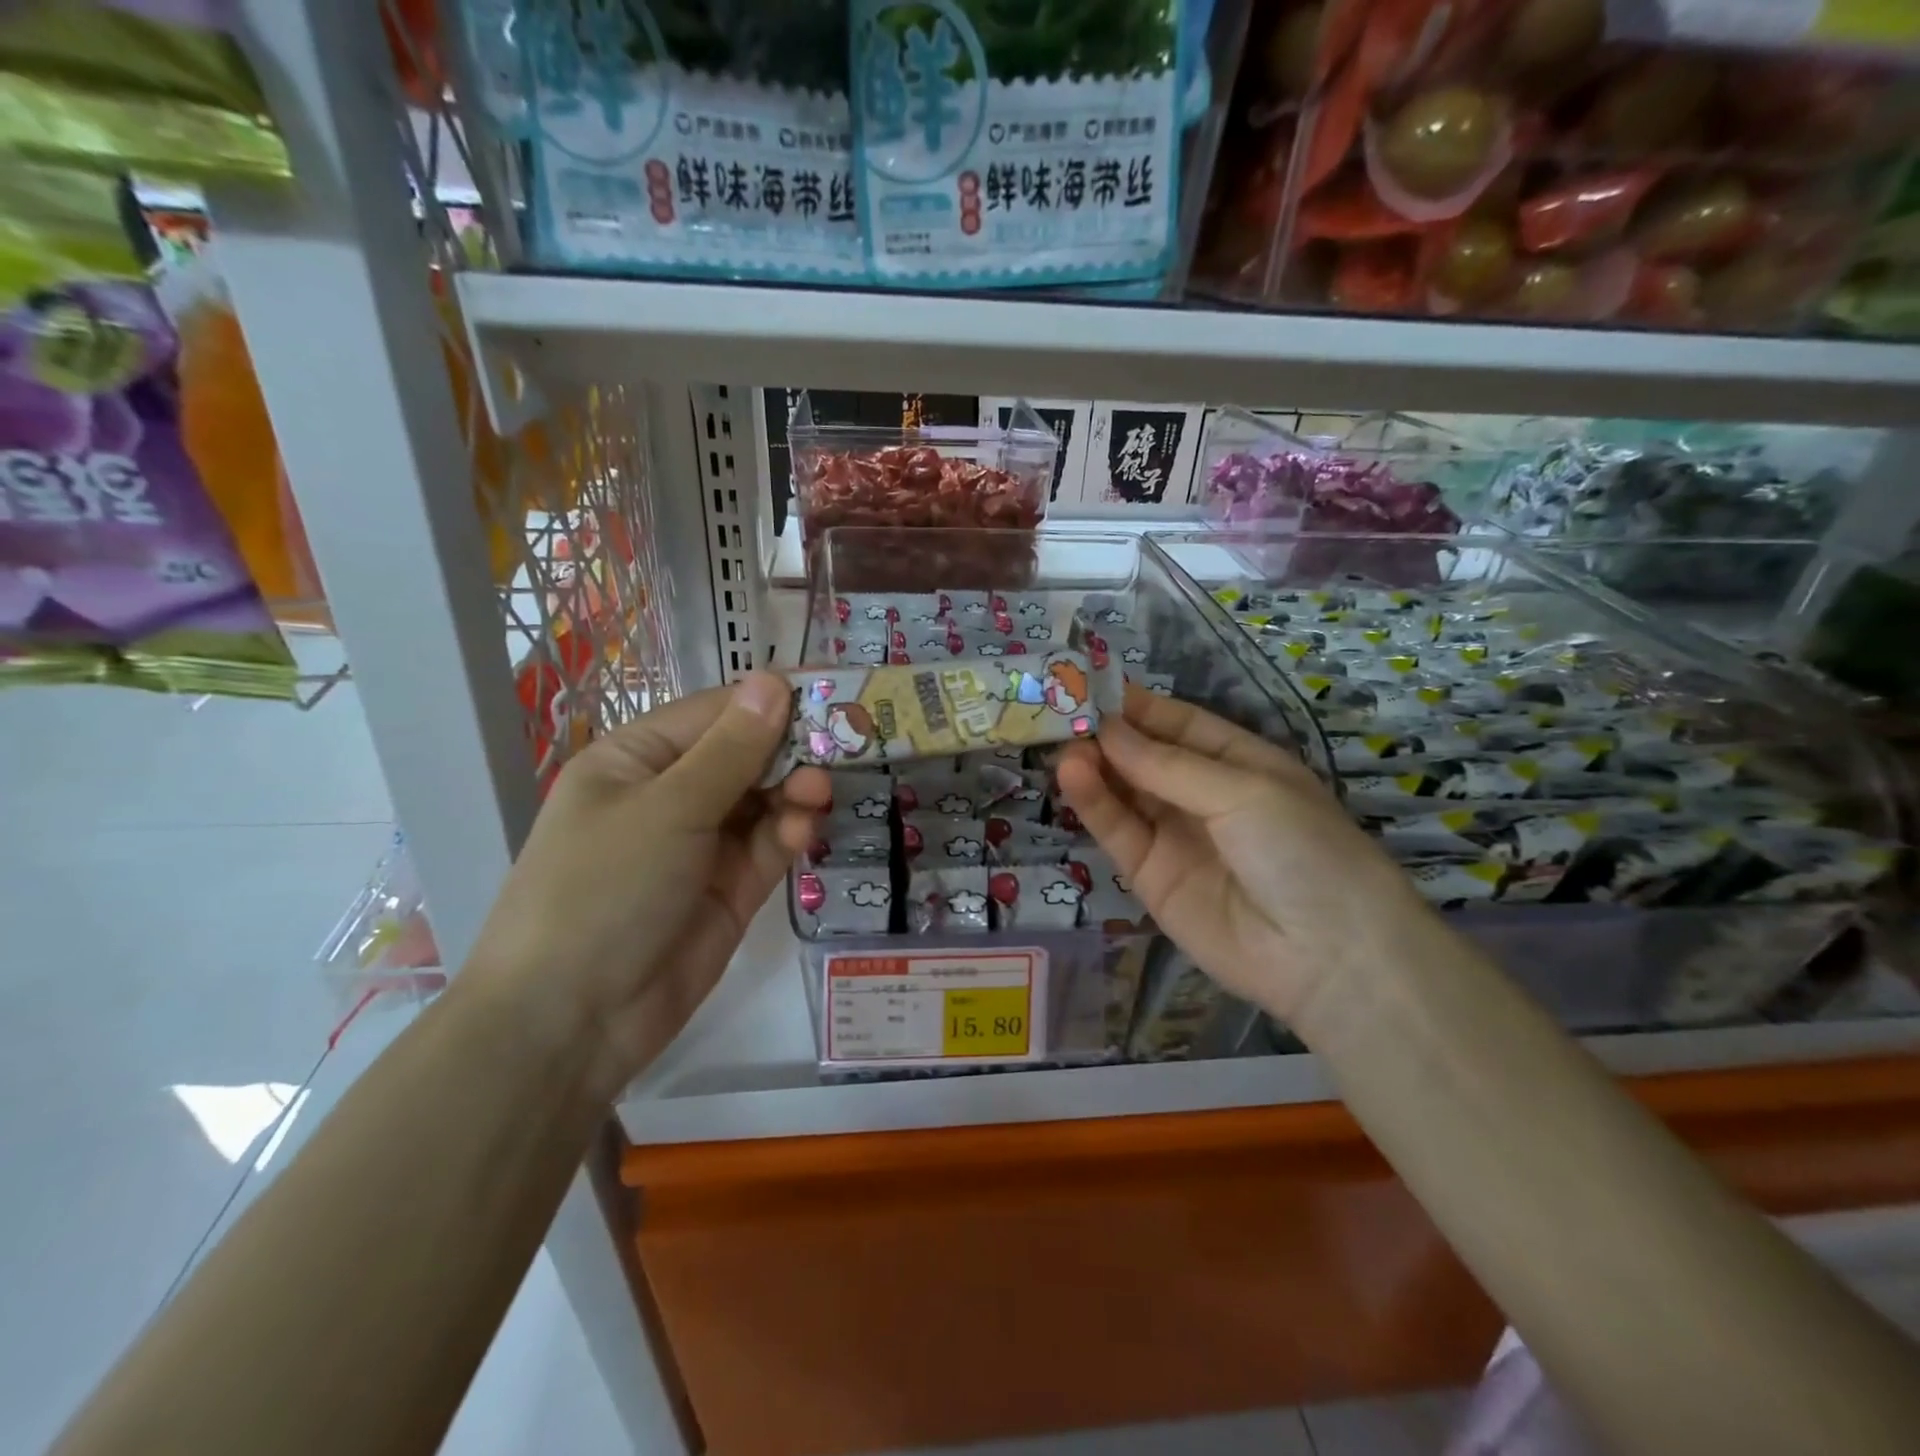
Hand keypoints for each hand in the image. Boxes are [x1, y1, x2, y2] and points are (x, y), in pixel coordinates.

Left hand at [465, 672, 825, 1095]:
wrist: (572, 1022)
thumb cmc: (604, 889)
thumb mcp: (669, 809)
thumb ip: (731, 749)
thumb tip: (772, 680)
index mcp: (637, 760)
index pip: (715, 714)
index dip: (770, 702)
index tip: (830, 694)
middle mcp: (670, 795)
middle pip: (745, 757)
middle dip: (791, 751)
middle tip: (844, 746)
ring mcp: (701, 845)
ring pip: (763, 802)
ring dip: (794, 792)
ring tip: (820, 793)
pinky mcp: (729, 889)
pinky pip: (767, 847)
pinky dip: (788, 834)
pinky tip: (803, 829)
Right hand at [1056, 686, 1436, 1028]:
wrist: (1324, 956)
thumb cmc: (1301, 848)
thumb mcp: (1242, 790)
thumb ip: (1167, 764)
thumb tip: (1106, 729)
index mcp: (1238, 763)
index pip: (1178, 724)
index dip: (1138, 706)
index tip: (1090, 685)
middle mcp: (1202, 795)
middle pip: (1144, 757)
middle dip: (1107, 735)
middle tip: (1061, 713)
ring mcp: (1174, 836)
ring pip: (1124, 792)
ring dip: (1094, 766)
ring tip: (1063, 745)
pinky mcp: (1148, 876)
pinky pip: (1118, 832)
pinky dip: (1093, 804)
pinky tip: (1072, 776)